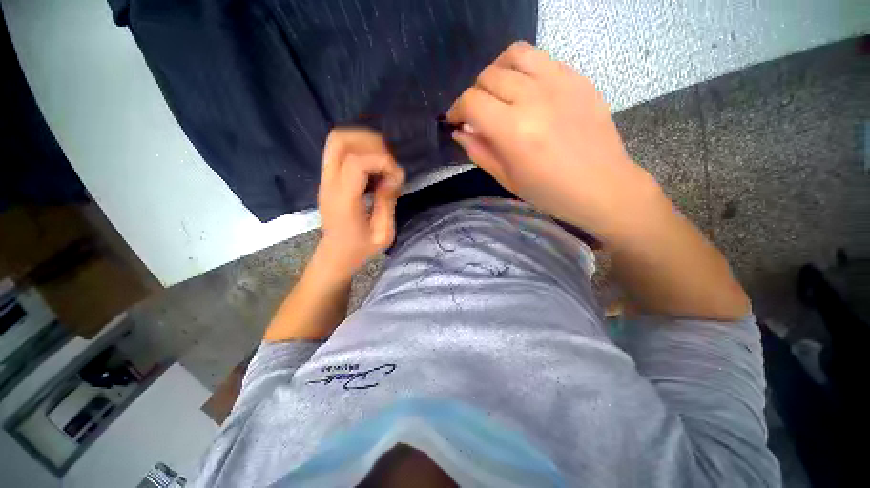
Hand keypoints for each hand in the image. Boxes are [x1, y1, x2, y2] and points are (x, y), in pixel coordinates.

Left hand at [316, 128, 404, 278]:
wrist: (335, 256)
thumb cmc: (360, 249)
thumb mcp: (383, 233)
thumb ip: (388, 202)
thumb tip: (393, 177)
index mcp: (343, 199)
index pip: (357, 162)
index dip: (382, 161)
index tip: (396, 177)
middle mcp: (330, 183)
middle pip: (340, 140)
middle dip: (371, 143)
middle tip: (388, 162)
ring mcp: (325, 178)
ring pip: (337, 140)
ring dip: (364, 142)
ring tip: (382, 161)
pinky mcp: (328, 178)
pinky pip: (339, 150)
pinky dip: (359, 148)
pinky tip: (373, 166)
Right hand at [447, 41, 666, 242]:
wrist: (602, 186)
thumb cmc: (549, 192)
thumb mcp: (506, 179)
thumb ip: (479, 151)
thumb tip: (459, 131)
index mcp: (514, 131)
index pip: (471, 102)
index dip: (457, 109)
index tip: (456, 121)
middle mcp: (534, 98)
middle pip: (488, 75)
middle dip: (474, 94)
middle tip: (478, 114)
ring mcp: (559, 82)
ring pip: (514, 54)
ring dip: (497, 71)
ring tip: (499, 93)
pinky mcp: (577, 78)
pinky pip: (541, 58)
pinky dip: (523, 70)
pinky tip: (526, 91)